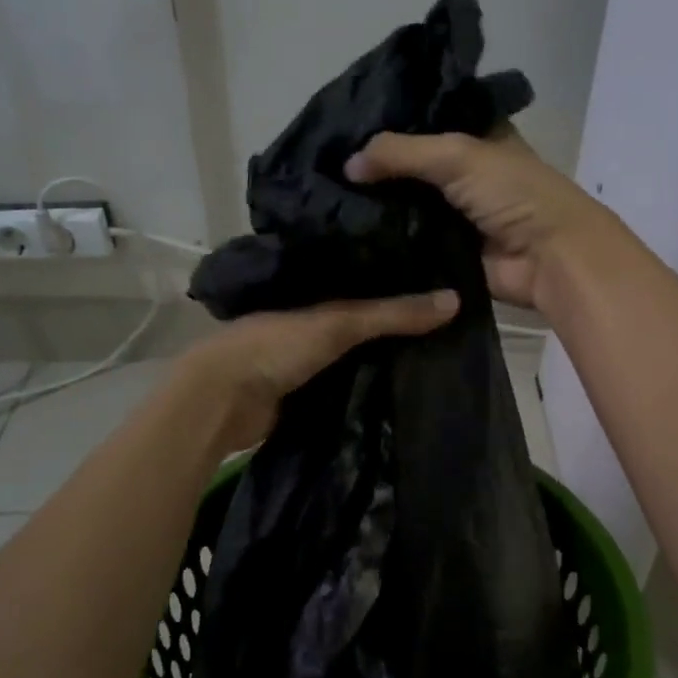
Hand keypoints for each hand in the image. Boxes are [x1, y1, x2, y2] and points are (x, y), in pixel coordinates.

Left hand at [178, 291, 458, 449]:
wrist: (222, 401)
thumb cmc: (275, 347)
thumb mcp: (337, 323)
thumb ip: (392, 314)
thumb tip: (455, 301)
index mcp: (312, 288)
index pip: (365, 275)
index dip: (400, 276)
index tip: (444, 277)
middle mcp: (310, 317)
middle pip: (363, 316)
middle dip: (397, 320)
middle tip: (451, 320)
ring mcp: (306, 355)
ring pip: (357, 351)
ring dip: (386, 354)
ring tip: (440, 349)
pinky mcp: (306, 390)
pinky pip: (348, 381)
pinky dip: (371, 382)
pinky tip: (405, 384)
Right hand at [345, 128, 620, 312]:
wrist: (548, 259)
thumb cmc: (513, 194)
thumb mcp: (456, 155)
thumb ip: (400, 152)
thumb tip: (347, 165)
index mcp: (474, 135)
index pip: (422, 120)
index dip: (387, 122)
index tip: (340, 126)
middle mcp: (463, 172)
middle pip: (409, 166)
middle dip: (373, 168)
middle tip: (322, 166)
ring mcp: (454, 214)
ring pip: (405, 205)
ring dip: (375, 206)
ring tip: (324, 199)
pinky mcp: (446, 251)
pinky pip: (408, 242)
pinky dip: (385, 240)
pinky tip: (346, 233)